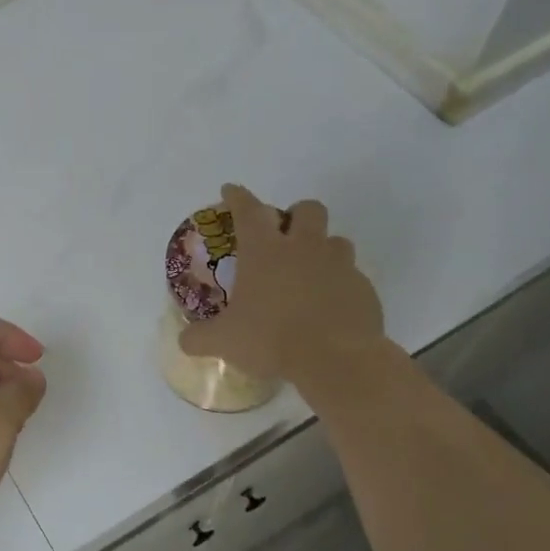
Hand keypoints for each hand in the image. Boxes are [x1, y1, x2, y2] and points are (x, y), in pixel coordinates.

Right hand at [178, 184, 387, 386]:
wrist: (336, 360)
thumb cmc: (272, 339)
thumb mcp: (224, 342)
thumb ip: (200, 337)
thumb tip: (184, 340)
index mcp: (265, 251)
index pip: (248, 210)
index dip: (237, 197)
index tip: (230, 190)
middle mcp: (304, 248)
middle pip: (307, 210)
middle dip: (295, 215)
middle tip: (285, 236)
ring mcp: (339, 265)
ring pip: (337, 240)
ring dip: (323, 249)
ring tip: (310, 272)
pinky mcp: (364, 288)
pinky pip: (352, 276)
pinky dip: (339, 284)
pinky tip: (329, 306)